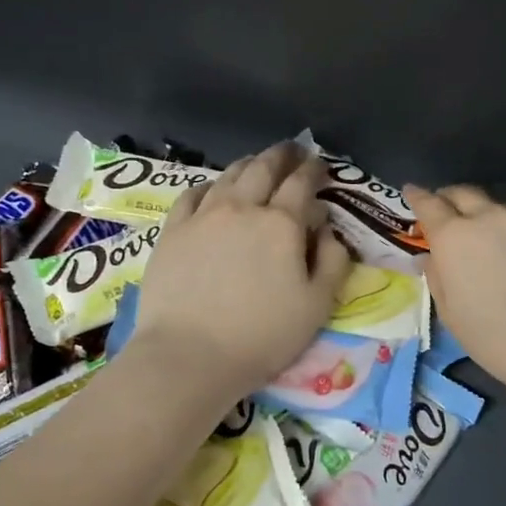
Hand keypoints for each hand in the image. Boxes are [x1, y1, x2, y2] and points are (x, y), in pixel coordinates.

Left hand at [134, 142, 352, 399]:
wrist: (189, 355)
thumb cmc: (262, 336)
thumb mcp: (317, 306)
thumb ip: (332, 261)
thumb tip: (328, 231)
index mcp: (281, 224)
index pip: (302, 183)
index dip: (313, 169)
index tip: (319, 164)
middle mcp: (242, 208)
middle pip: (264, 168)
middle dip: (282, 155)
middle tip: (292, 151)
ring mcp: (203, 216)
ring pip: (228, 175)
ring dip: (248, 164)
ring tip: (257, 164)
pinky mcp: (173, 231)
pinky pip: (193, 194)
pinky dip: (210, 185)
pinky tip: (213, 190)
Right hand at [405, 183, 505, 396]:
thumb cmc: (492, 335)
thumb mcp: (450, 312)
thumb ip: (437, 278)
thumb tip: (431, 258)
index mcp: (454, 236)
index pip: (429, 204)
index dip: (417, 196)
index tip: (410, 190)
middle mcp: (489, 219)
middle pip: (465, 194)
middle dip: (449, 197)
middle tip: (442, 210)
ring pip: (495, 210)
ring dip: (481, 216)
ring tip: (477, 238)